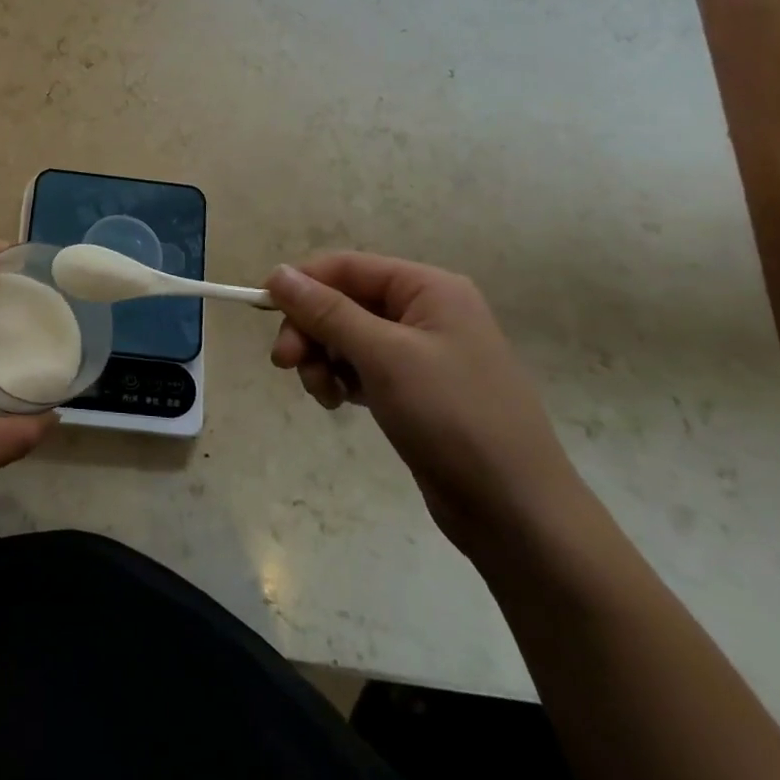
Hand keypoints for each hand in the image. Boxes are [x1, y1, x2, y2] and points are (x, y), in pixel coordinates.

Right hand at [266, 253, 586, 553]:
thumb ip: (327, 311)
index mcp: (429, 289)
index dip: (302, 284)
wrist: (516, 512)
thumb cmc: (453, 417)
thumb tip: (277, 272)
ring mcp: (422, 353)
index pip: (347, 267)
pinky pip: (362, 368)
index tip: (263, 311)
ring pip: (347, 337)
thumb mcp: (384, 356)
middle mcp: (426, 311)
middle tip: (285, 364)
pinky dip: (341, 380)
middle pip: (343, 302)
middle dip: (310, 330)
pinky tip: (339, 404)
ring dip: (323, 360)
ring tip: (322, 394)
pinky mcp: (415, 389)